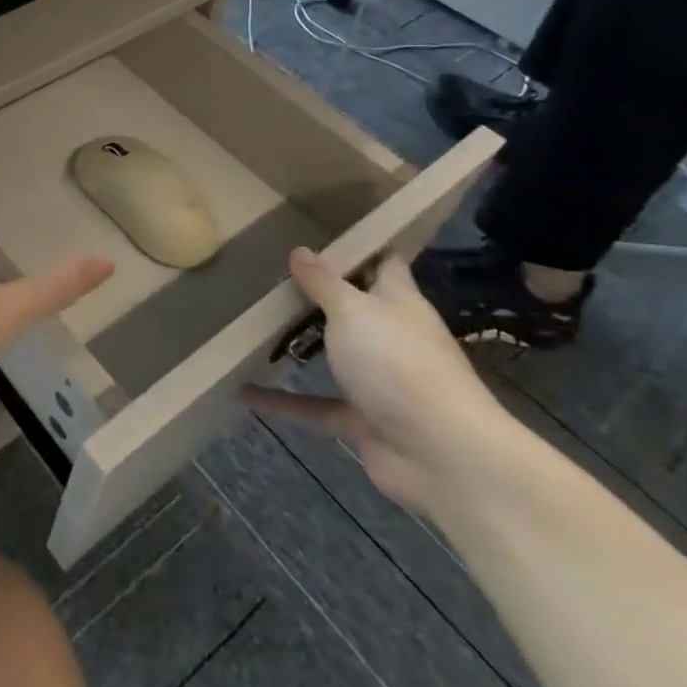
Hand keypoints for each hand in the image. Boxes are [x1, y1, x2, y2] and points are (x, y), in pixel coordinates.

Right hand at [243, 249, 509, 514]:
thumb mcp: (352, 310)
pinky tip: (245, 391)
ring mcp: (379, 381)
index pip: (384, 264)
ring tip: (256, 326)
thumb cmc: (397, 363)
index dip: (360, 247)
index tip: (324, 232)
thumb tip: (300, 250)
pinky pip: (315, 405)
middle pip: (355, 308)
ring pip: (335, 356)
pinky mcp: (363, 421)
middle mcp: (391, 336)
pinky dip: (283, 401)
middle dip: (319, 295)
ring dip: (302, 345)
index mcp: (398, 301)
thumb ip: (322, 282)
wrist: (442, 455)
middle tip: (272, 276)